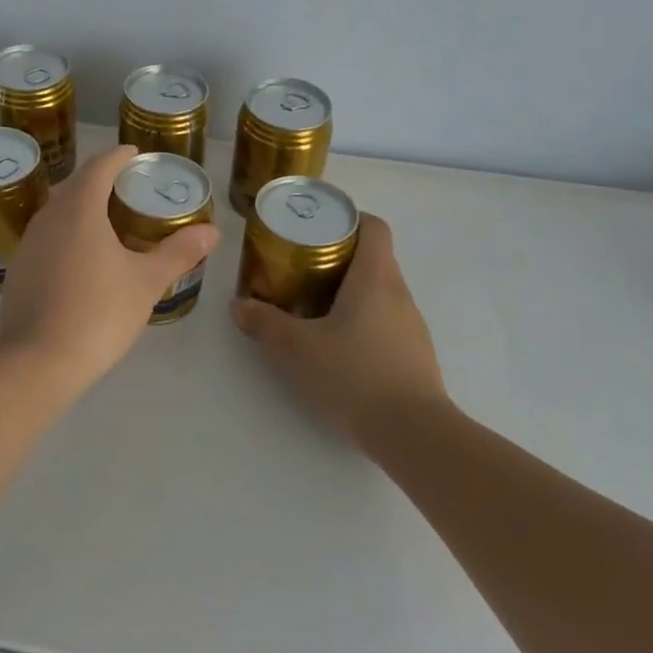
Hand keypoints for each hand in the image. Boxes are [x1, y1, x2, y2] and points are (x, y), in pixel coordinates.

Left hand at [0, 145, 220, 390]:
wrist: (35, 362)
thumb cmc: (98, 312)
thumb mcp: (146, 282)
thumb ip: (179, 253)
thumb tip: (212, 231)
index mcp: (79, 208)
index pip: (99, 167)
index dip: (118, 156)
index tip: (134, 153)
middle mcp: (48, 217)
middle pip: (75, 186)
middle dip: (100, 181)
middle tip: (127, 188)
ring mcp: (28, 244)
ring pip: (57, 213)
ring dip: (81, 208)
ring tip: (106, 222)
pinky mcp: (17, 271)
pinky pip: (46, 239)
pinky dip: (66, 236)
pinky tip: (80, 260)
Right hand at [229, 213, 451, 449]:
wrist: (413, 434)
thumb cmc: (354, 375)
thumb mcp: (297, 349)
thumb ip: (265, 324)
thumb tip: (238, 305)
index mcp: (376, 278)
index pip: (374, 227)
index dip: (349, 219)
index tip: (317, 228)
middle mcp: (399, 294)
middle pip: (373, 258)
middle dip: (338, 257)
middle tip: (300, 269)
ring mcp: (411, 326)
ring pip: (379, 292)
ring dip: (349, 292)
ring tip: (313, 307)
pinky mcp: (414, 355)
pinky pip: (386, 321)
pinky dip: (362, 321)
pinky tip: (337, 346)